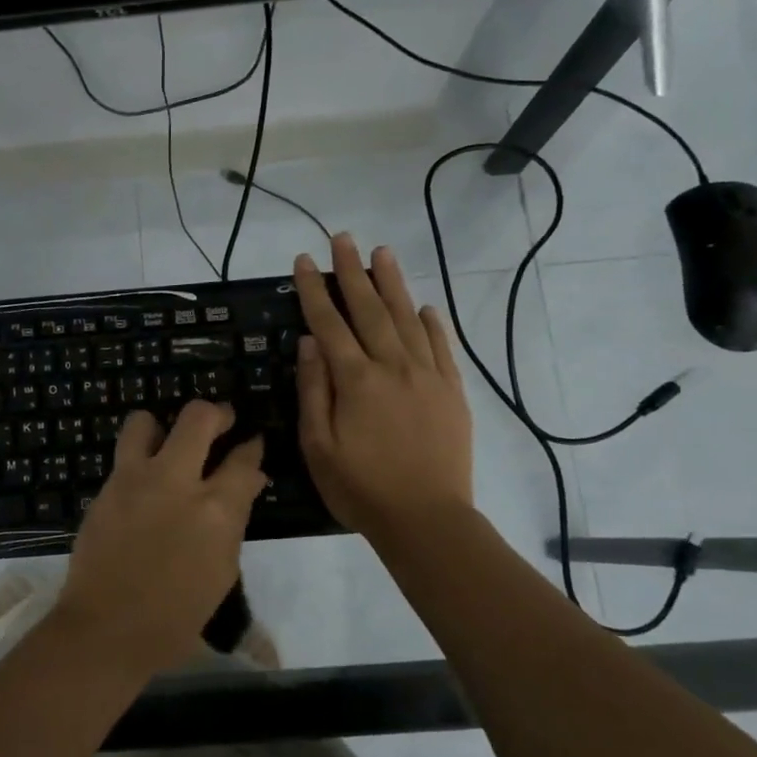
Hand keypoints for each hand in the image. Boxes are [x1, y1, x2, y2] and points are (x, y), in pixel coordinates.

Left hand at [50, 402, 265, 677]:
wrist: (107, 628)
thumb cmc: (176, 615)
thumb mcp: (221, 571)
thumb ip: (233, 520)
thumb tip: (245, 485)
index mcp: (215, 510)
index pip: (243, 460)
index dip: (252, 447)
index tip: (252, 444)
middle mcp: (175, 481)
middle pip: (199, 417)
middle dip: (217, 413)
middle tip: (222, 421)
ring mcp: (134, 480)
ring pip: (146, 420)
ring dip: (163, 426)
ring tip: (169, 442)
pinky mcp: (106, 488)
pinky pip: (125, 455)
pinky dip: (139, 458)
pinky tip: (145, 479)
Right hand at [293, 233, 473, 543]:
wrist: (426, 518)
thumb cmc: (361, 487)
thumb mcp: (318, 445)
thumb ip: (314, 390)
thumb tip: (310, 341)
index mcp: (355, 380)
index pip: (329, 323)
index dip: (315, 289)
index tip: (304, 260)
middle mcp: (392, 366)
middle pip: (369, 309)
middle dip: (353, 271)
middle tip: (344, 238)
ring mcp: (427, 376)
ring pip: (407, 318)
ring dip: (392, 284)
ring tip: (382, 253)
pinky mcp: (452, 391)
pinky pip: (441, 347)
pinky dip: (431, 322)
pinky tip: (423, 306)